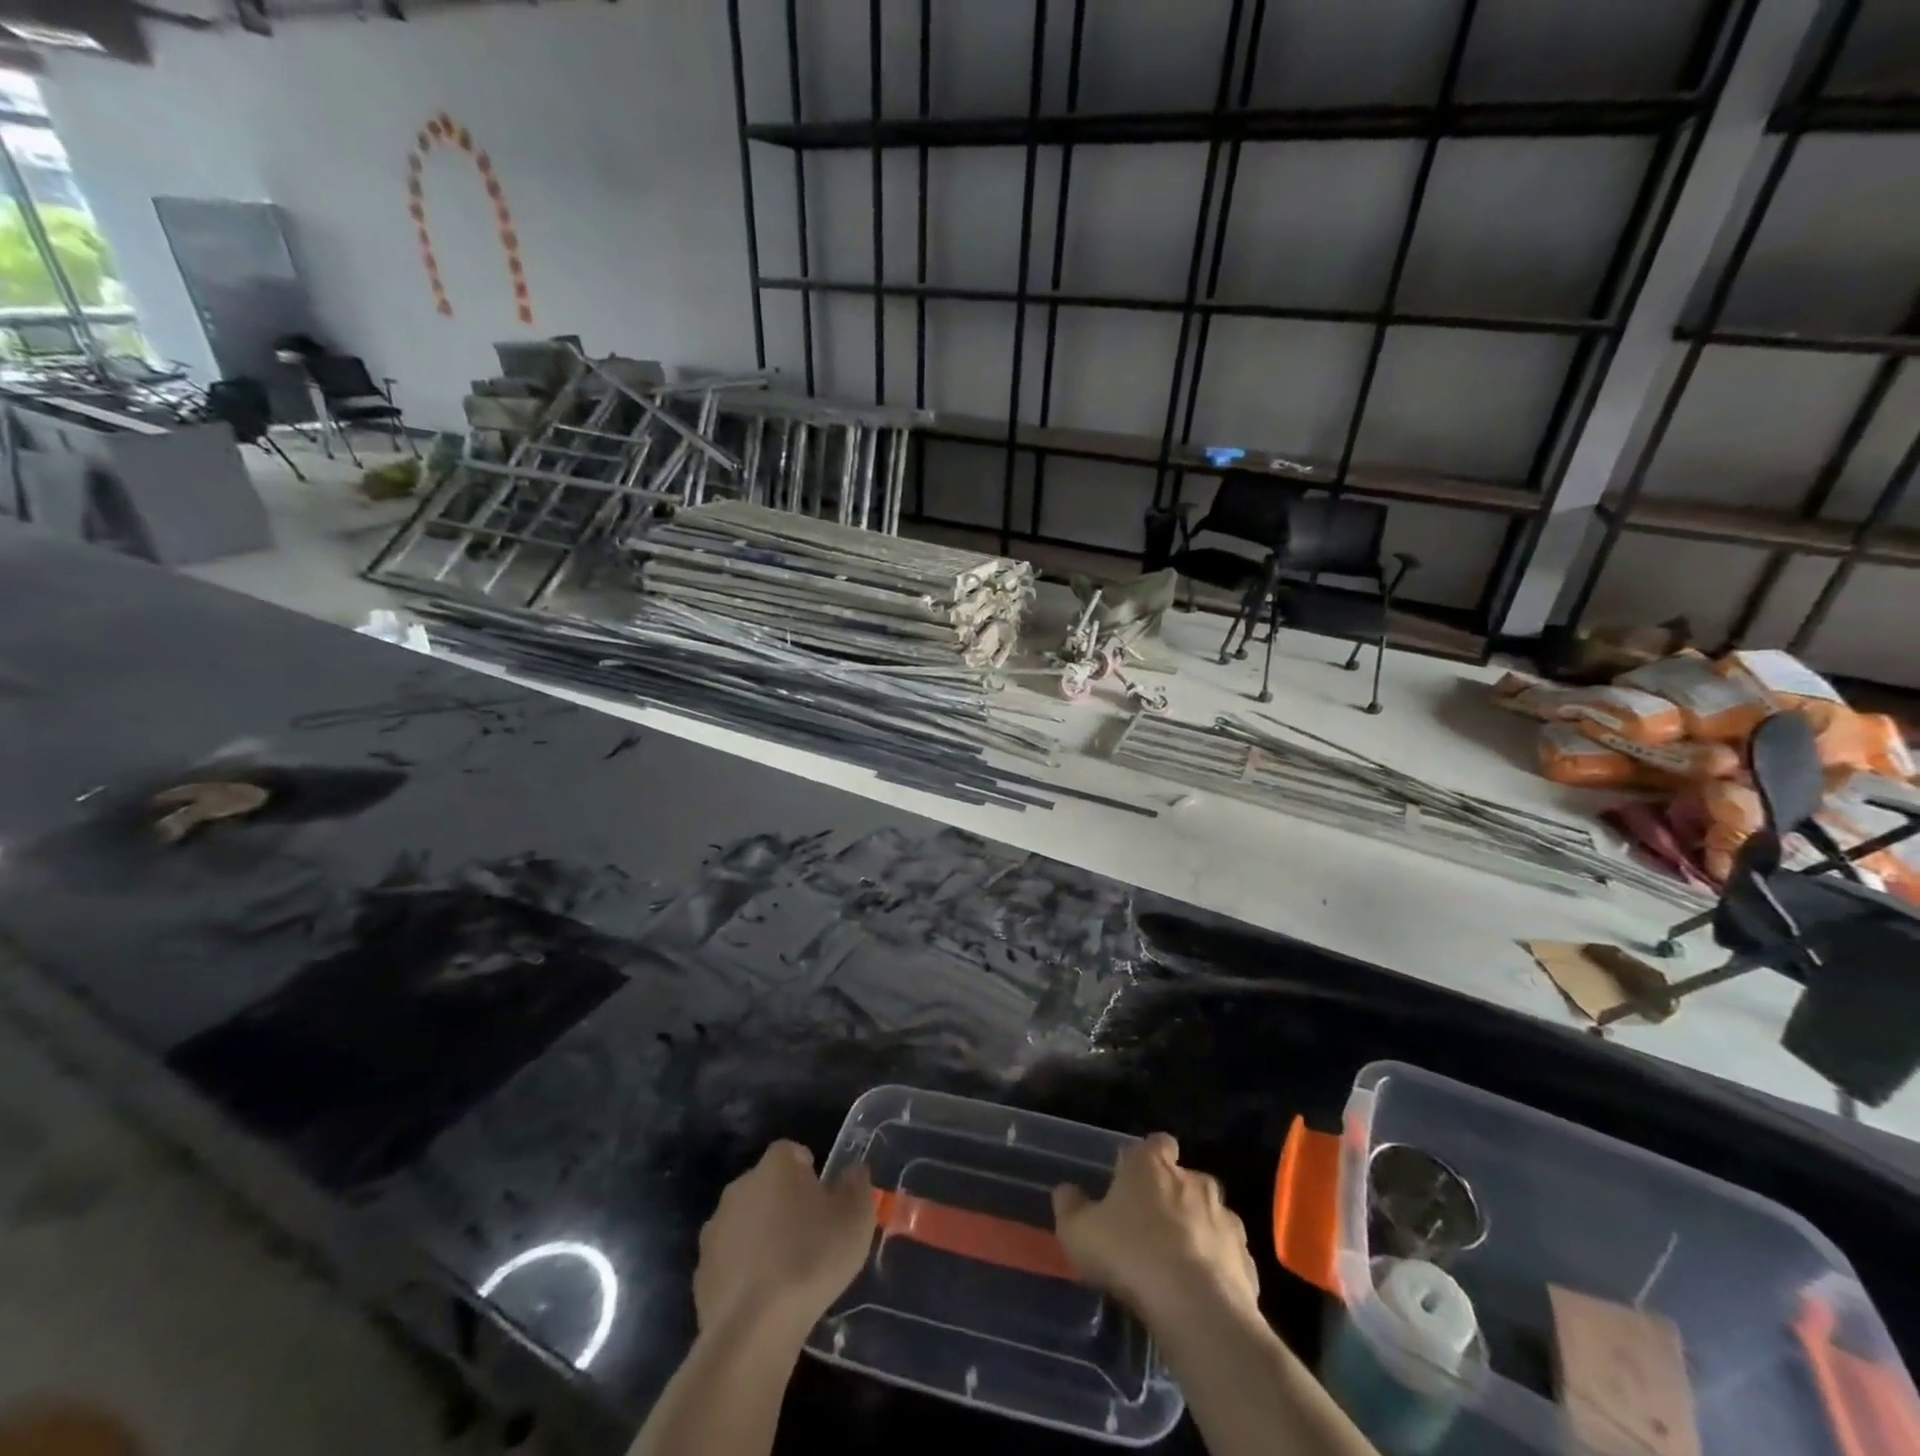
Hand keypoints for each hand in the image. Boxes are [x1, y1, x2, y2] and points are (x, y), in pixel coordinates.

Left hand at [694, 1140, 874, 1335]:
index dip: (809, 1172)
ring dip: (762, 1236)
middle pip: (767, 1185)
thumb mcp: (856, 1219)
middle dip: (784, 1203)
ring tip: (787, 1271)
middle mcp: (740, 1186)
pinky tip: (764, 1297)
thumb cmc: (811, 1259)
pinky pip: (730, 1260)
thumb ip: (857, 1187)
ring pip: (746, 1222)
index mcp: (775, 1166)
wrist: (753, 1329)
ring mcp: (715, 1229)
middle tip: (809, 1234)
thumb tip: (853, 1174)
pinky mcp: (701, 1271)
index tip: (824, 1200)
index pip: (792, 1153)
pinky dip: (745, 1270)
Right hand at [1052, 1132, 1258, 1324]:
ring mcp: (1225, 1218)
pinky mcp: (1247, 1259)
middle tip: (1152, 1227)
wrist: (1197, 1308)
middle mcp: (1193, 1180)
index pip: (1156, 1143)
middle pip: (1185, 1178)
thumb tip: (1065, 1190)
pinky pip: (1228, 1255)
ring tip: (1177, 1264)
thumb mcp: (1079, 1232)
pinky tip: (1200, 1291)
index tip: (1134, 1181)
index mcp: (1152, 1165)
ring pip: (1210, 1215)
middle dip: (1173, 1196)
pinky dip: (1217, 1266)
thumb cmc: (1131, 1255)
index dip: (1147, 1158)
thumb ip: (1070, 1207)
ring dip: (1198, 1230)